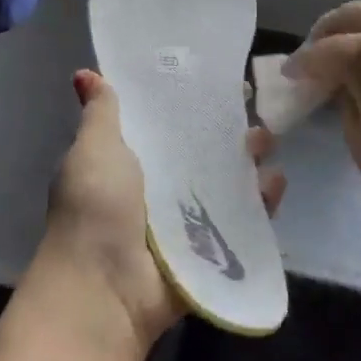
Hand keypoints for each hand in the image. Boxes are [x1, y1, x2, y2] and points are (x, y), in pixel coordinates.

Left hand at [40, 69, 284, 351]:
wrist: (103, 287)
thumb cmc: (95, 207)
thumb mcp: (94, 148)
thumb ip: (101, 112)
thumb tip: (84, 73)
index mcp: (128, 160)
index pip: (164, 123)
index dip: (188, 102)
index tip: (217, 78)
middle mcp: (156, 187)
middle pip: (200, 152)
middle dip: (226, 131)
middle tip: (253, 108)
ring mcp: (184, 221)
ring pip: (224, 185)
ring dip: (248, 163)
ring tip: (268, 140)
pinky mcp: (208, 251)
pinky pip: (240, 223)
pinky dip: (260, 205)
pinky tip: (276, 182)